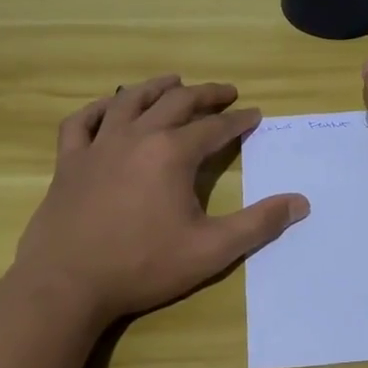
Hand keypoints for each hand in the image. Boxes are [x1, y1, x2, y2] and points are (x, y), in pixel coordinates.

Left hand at [8, 75, 308, 329]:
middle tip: (226, 92)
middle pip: (177, 102)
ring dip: (156, 87)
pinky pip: (81, 122)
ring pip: (129, 101)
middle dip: (206, 94)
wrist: (65, 285)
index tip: (254, 115)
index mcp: (173, 153)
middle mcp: (137, 137)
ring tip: (174, 81)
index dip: (239, 120)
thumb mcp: (211, 250)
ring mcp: (98, 146)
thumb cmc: (142, 266)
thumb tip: (301, 203)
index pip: (215, 128)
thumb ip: (258, 224)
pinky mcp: (69, 162)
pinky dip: (98, 108)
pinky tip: (109, 107)